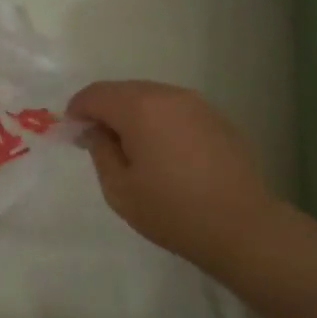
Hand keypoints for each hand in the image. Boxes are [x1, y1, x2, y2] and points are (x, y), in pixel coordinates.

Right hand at [66, 80, 282, 274]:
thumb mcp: (119, 188)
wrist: (243, 227)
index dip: (78, 111)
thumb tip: (95, 130)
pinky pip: (175, 110)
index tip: (73, 135)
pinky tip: (164, 154)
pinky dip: (159, 122)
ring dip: (133, 115)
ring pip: (151, 97)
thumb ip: (100, 151)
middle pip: (123, 90)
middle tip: (99, 144)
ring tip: (132, 150)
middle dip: (105, 111)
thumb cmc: (172, 210)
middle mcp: (169, 95)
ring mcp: (197, 104)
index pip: (95, 94)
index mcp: (140, 108)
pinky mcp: (217, 119)